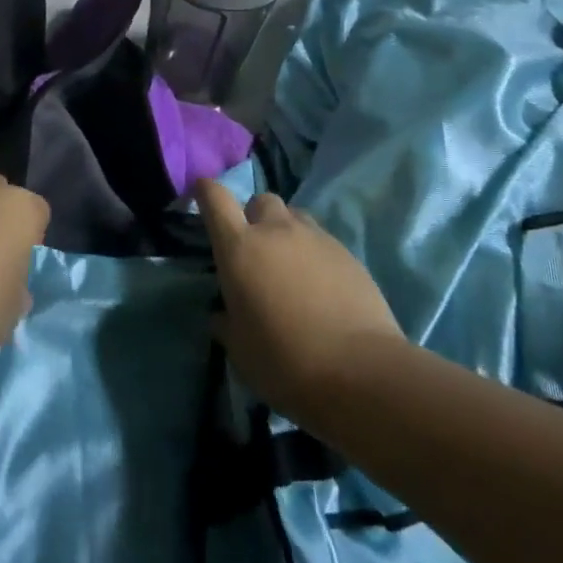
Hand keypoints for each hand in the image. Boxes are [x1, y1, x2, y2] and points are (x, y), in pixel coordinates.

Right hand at [197, 180, 403, 423]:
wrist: (359, 372)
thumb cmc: (285, 362)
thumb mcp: (240, 351)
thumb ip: (226, 323)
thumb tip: (222, 314)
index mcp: (240, 248)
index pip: (215, 199)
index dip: (206, 191)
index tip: (202, 192)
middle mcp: (276, 231)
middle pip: (260, 201)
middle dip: (253, 216)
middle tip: (254, 250)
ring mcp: (315, 238)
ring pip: (294, 217)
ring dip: (285, 232)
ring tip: (289, 266)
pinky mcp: (346, 252)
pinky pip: (321, 240)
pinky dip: (313, 253)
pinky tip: (320, 286)